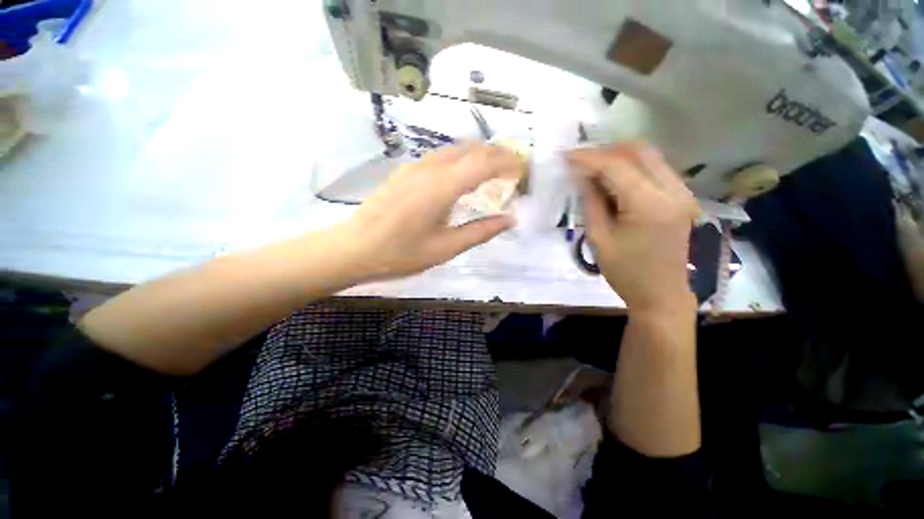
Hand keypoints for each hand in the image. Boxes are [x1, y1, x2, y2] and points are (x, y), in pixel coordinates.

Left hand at [337, 144, 520, 280]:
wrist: (355, 248)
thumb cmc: (401, 253)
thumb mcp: (445, 248)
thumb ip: (480, 232)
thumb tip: (509, 220)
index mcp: (441, 187)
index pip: (484, 163)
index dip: (508, 163)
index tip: (523, 172)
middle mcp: (430, 168)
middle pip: (471, 149)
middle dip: (497, 154)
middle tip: (513, 170)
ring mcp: (415, 166)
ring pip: (456, 149)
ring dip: (479, 155)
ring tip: (494, 171)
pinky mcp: (405, 171)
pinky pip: (441, 156)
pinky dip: (461, 159)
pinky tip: (463, 175)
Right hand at [570, 144, 696, 311]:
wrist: (661, 294)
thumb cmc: (626, 272)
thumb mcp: (599, 238)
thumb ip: (591, 202)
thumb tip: (582, 176)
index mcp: (650, 205)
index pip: (617, 167)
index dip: (589, 157)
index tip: (566, 155)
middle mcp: (673, 191)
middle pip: (639, 152)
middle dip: (606, 151)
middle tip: (580, 159)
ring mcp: (682, 193)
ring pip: (649, 157)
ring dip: (619, 157)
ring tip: (593, 167)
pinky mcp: (681, 198)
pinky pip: (655, 170)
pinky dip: (632, 168)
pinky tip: (613, 178)